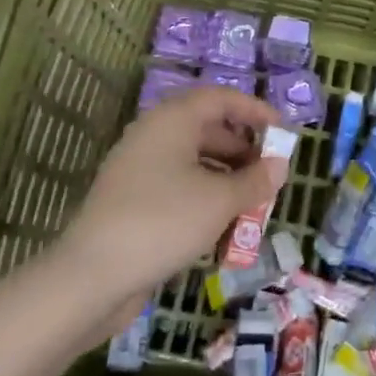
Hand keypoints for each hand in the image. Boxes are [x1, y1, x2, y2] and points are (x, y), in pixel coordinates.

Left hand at [51, 87, 290, 330]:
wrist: (92, 276)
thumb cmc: (164, 222)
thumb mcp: (220, 200)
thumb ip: (255, 180)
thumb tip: (279, 165)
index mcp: (172, 121)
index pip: (220, 99)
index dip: (254, 111)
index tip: (282, 132)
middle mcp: (153, 136)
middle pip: (207, 129)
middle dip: (243, 150)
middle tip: (271, 174)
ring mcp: (138, 170)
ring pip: (193, 162)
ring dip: (226, 179)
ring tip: (253, 205)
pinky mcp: (132, 202)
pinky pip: (177, 188)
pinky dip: (204, 199)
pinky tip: (222, 228)